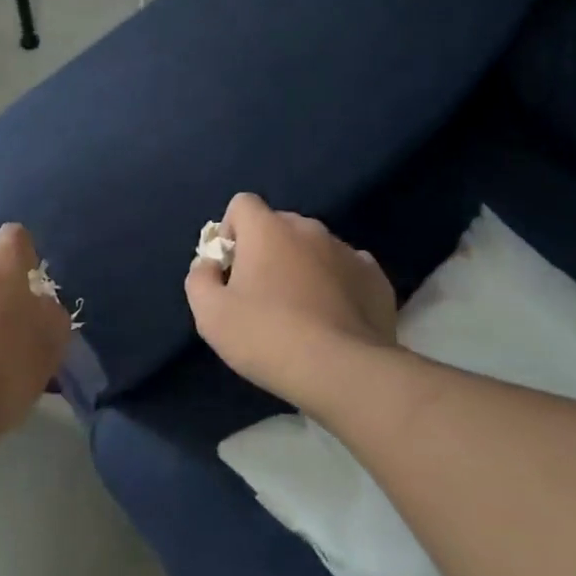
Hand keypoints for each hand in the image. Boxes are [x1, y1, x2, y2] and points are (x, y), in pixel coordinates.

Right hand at [185, 194, 398, 410]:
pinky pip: (348, 270)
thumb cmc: (266, 336)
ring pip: (315, 248)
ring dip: (303, 267)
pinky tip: (333, 318)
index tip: (231, 268)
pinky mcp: (376, 279)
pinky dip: (337, 285)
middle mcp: (309, 229)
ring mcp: (348, 252)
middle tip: (261, 295)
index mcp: (268, 229)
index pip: (242, 204)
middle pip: (279, 226)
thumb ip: (200, 278)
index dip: (231, 231)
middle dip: (267, 250)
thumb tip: (210, 263)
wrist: (342, 371)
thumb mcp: (210, 314)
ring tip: (301, 312)